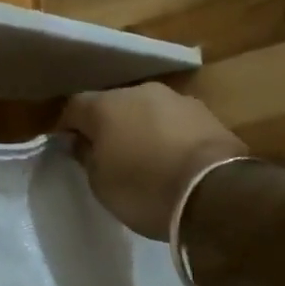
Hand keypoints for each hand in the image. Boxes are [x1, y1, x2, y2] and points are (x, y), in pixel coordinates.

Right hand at [58, 83, 244, 238]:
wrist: (217, 193)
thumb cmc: (144, 188)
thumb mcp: (100, 182)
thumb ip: (86, 156)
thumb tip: (81, 143)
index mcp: (105, 105)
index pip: (73, 107)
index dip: (68, 127)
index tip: (68, 147)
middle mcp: (139, 92)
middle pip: (112, 104)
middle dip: (107, 125)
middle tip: (107, 153)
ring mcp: (177, 99)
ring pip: (146, 110)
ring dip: (140, 128)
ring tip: (143, 158)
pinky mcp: (208, 114)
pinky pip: (174, 123)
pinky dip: (168, 136)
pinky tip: (171, 160)